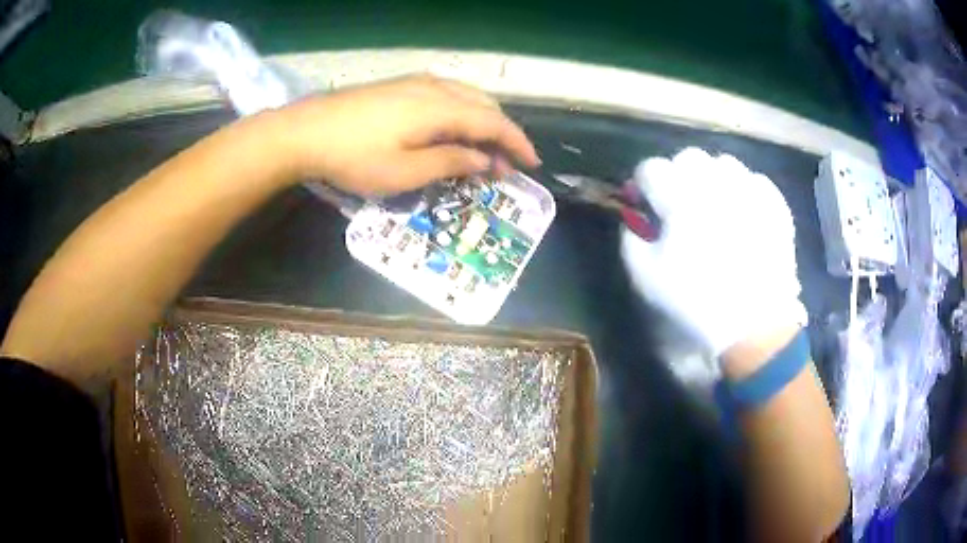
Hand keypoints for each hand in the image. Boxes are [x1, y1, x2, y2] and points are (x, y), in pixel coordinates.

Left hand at [260, 75, 539, 194]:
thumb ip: (450, 163)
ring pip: (465, 96)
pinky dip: (460, 113)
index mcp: (441, 108)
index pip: (493, 121)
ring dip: (481, 122)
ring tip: (482, 150)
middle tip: (504, 164)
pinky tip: (452, 130)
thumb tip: (484, 160)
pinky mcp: (399, 86)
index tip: (532, 164)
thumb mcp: (405, 172)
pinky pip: (445, 95)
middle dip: (501, 133)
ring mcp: (415, 83)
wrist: (305, 132)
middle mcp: (435, 87)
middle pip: (483, 104)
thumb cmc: (354, 157)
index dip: (516, 143)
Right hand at [621, 148, 806, 366]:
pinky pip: (754, 180)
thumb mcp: (647, 278)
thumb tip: (634, 220)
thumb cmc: (697, 302)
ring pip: (724, 163)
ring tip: (715, 204)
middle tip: (680, 203)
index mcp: (680, 197)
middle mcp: (716, 183)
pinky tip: (743, 212)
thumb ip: (631, 240)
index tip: (646, 204)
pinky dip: (744, 189)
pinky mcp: (774, 204)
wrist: (754, 325)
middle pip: (688, 157)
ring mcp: (749, 190)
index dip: (644, 185)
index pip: (651, 168)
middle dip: (678, 174)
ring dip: (712, 178)